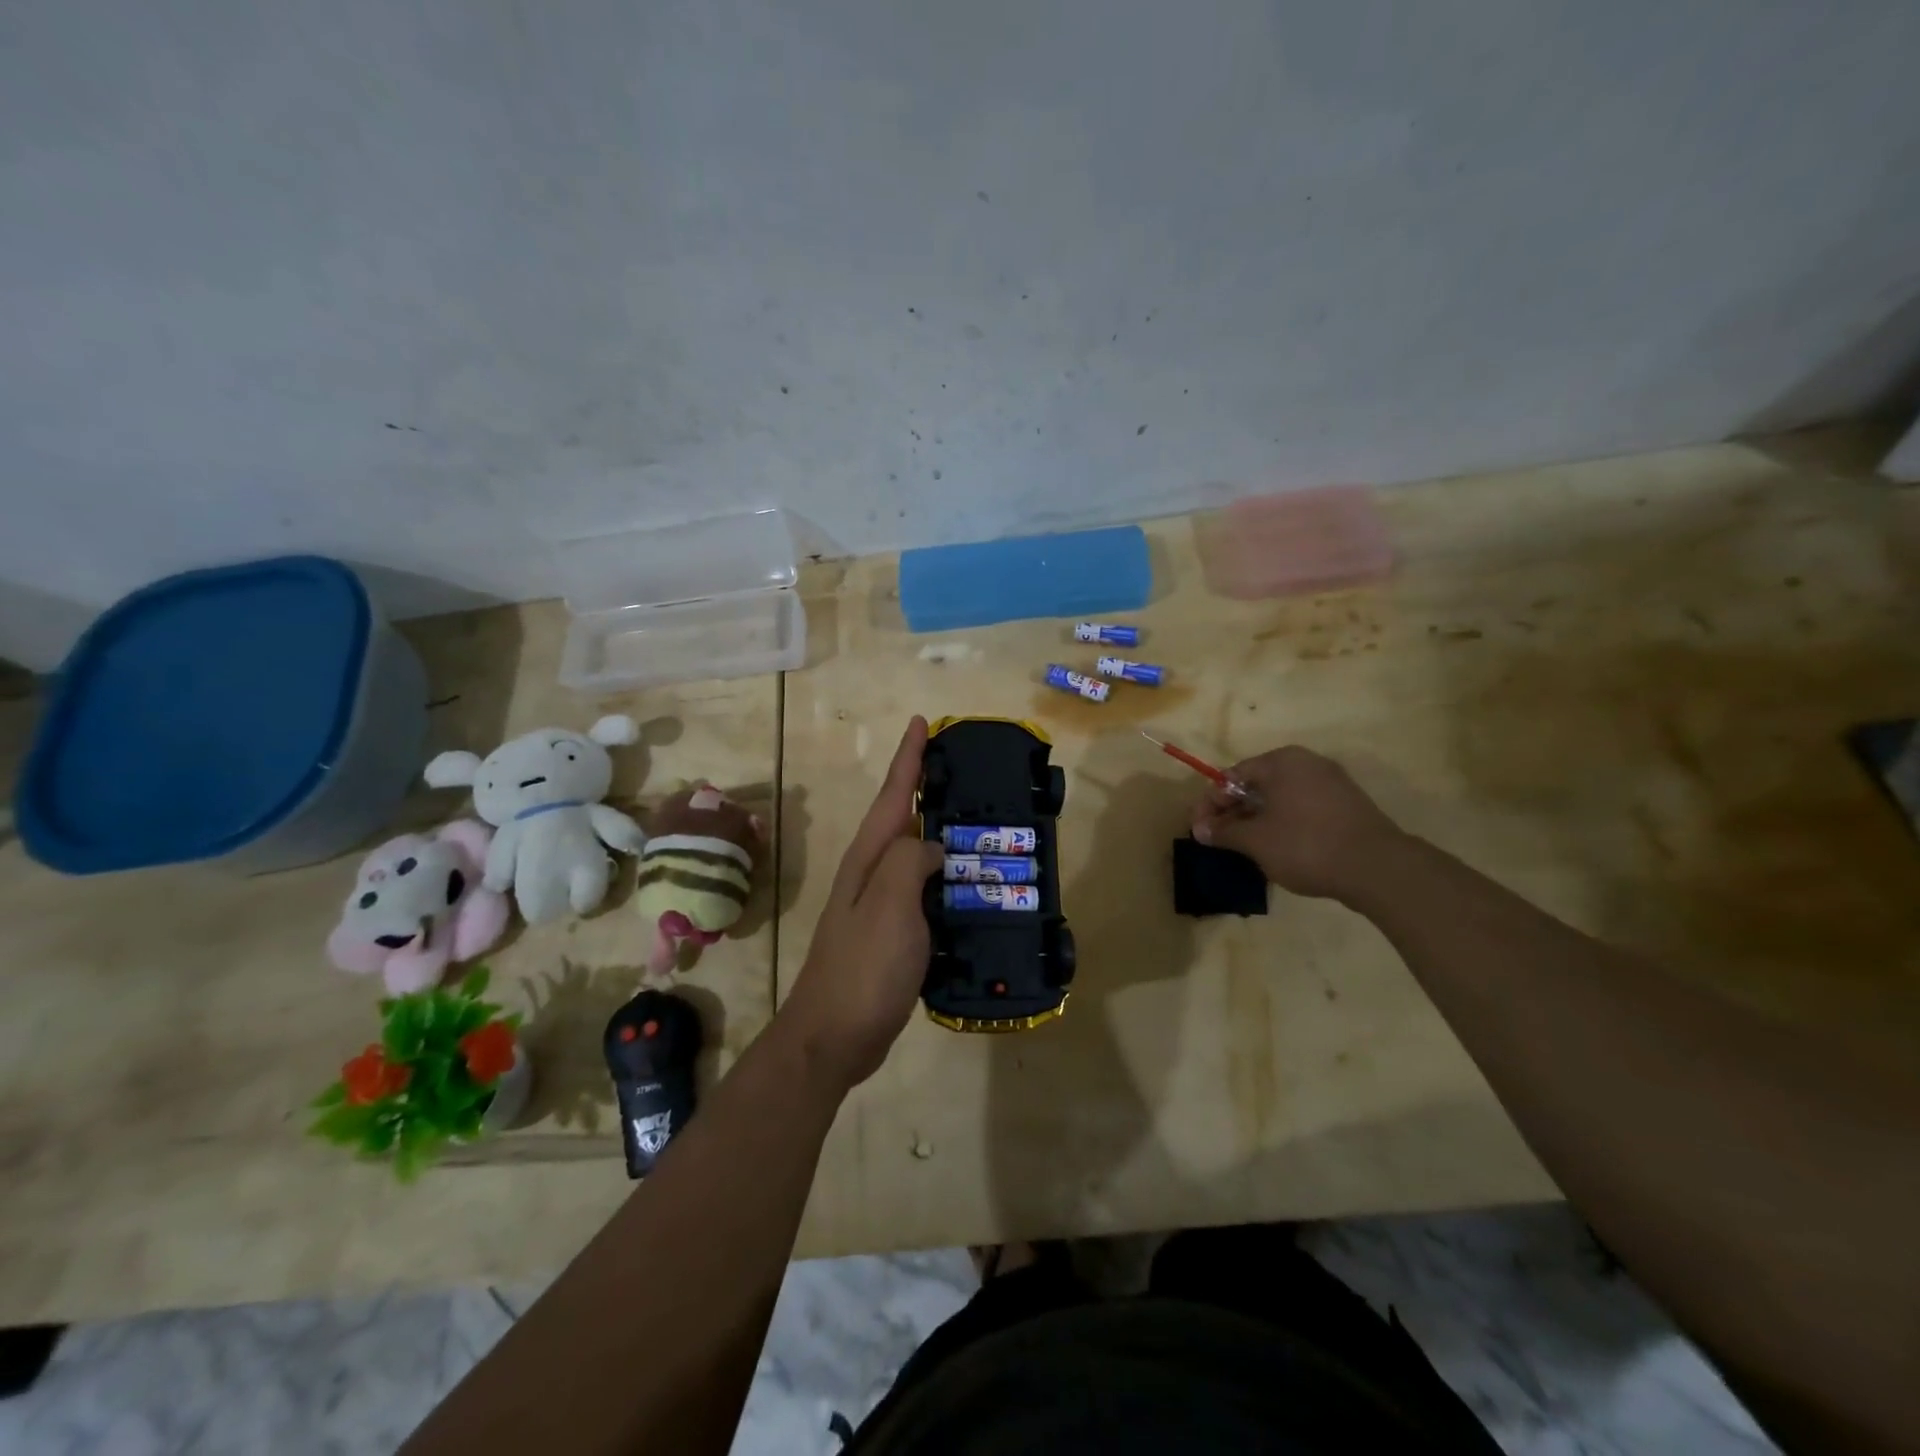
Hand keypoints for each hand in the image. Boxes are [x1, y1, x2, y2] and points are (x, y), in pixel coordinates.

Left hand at [780, 717, 944, 1089]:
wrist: (834, 1036)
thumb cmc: (863, 966)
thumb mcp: (888, 903)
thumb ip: (909, 859)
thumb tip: (931, 844)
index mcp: (868, 858)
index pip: (893, 794)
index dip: (908, 757)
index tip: (922, 722)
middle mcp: (871, 874)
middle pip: (903, 820)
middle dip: (929, 791)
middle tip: (969, 773)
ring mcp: (881, 906)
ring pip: (916, 857)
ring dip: (942, 837)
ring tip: (982, 826)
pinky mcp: (894, 935)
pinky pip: (925, 893)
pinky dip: (947, 881)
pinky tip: (971, 887)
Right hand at [1191, 745, 1405, 902]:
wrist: (1378, 868)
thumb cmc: (1306, 845)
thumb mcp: (1255, 841)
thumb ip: (1224, 832)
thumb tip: (1200, 830)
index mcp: (1281, 762)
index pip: (1232, 776)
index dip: (1210, 804)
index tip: (1199, 830)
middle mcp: (1306, 763)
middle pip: (1256, 785)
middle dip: (1233, 812)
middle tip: (1218, 839)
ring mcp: (1331, 783)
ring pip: (1280, 797)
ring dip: (1256, 819)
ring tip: (1244, 846)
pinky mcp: (1347, 804)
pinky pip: (1302, 807)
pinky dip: (1283, 822)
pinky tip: (1277, 846)